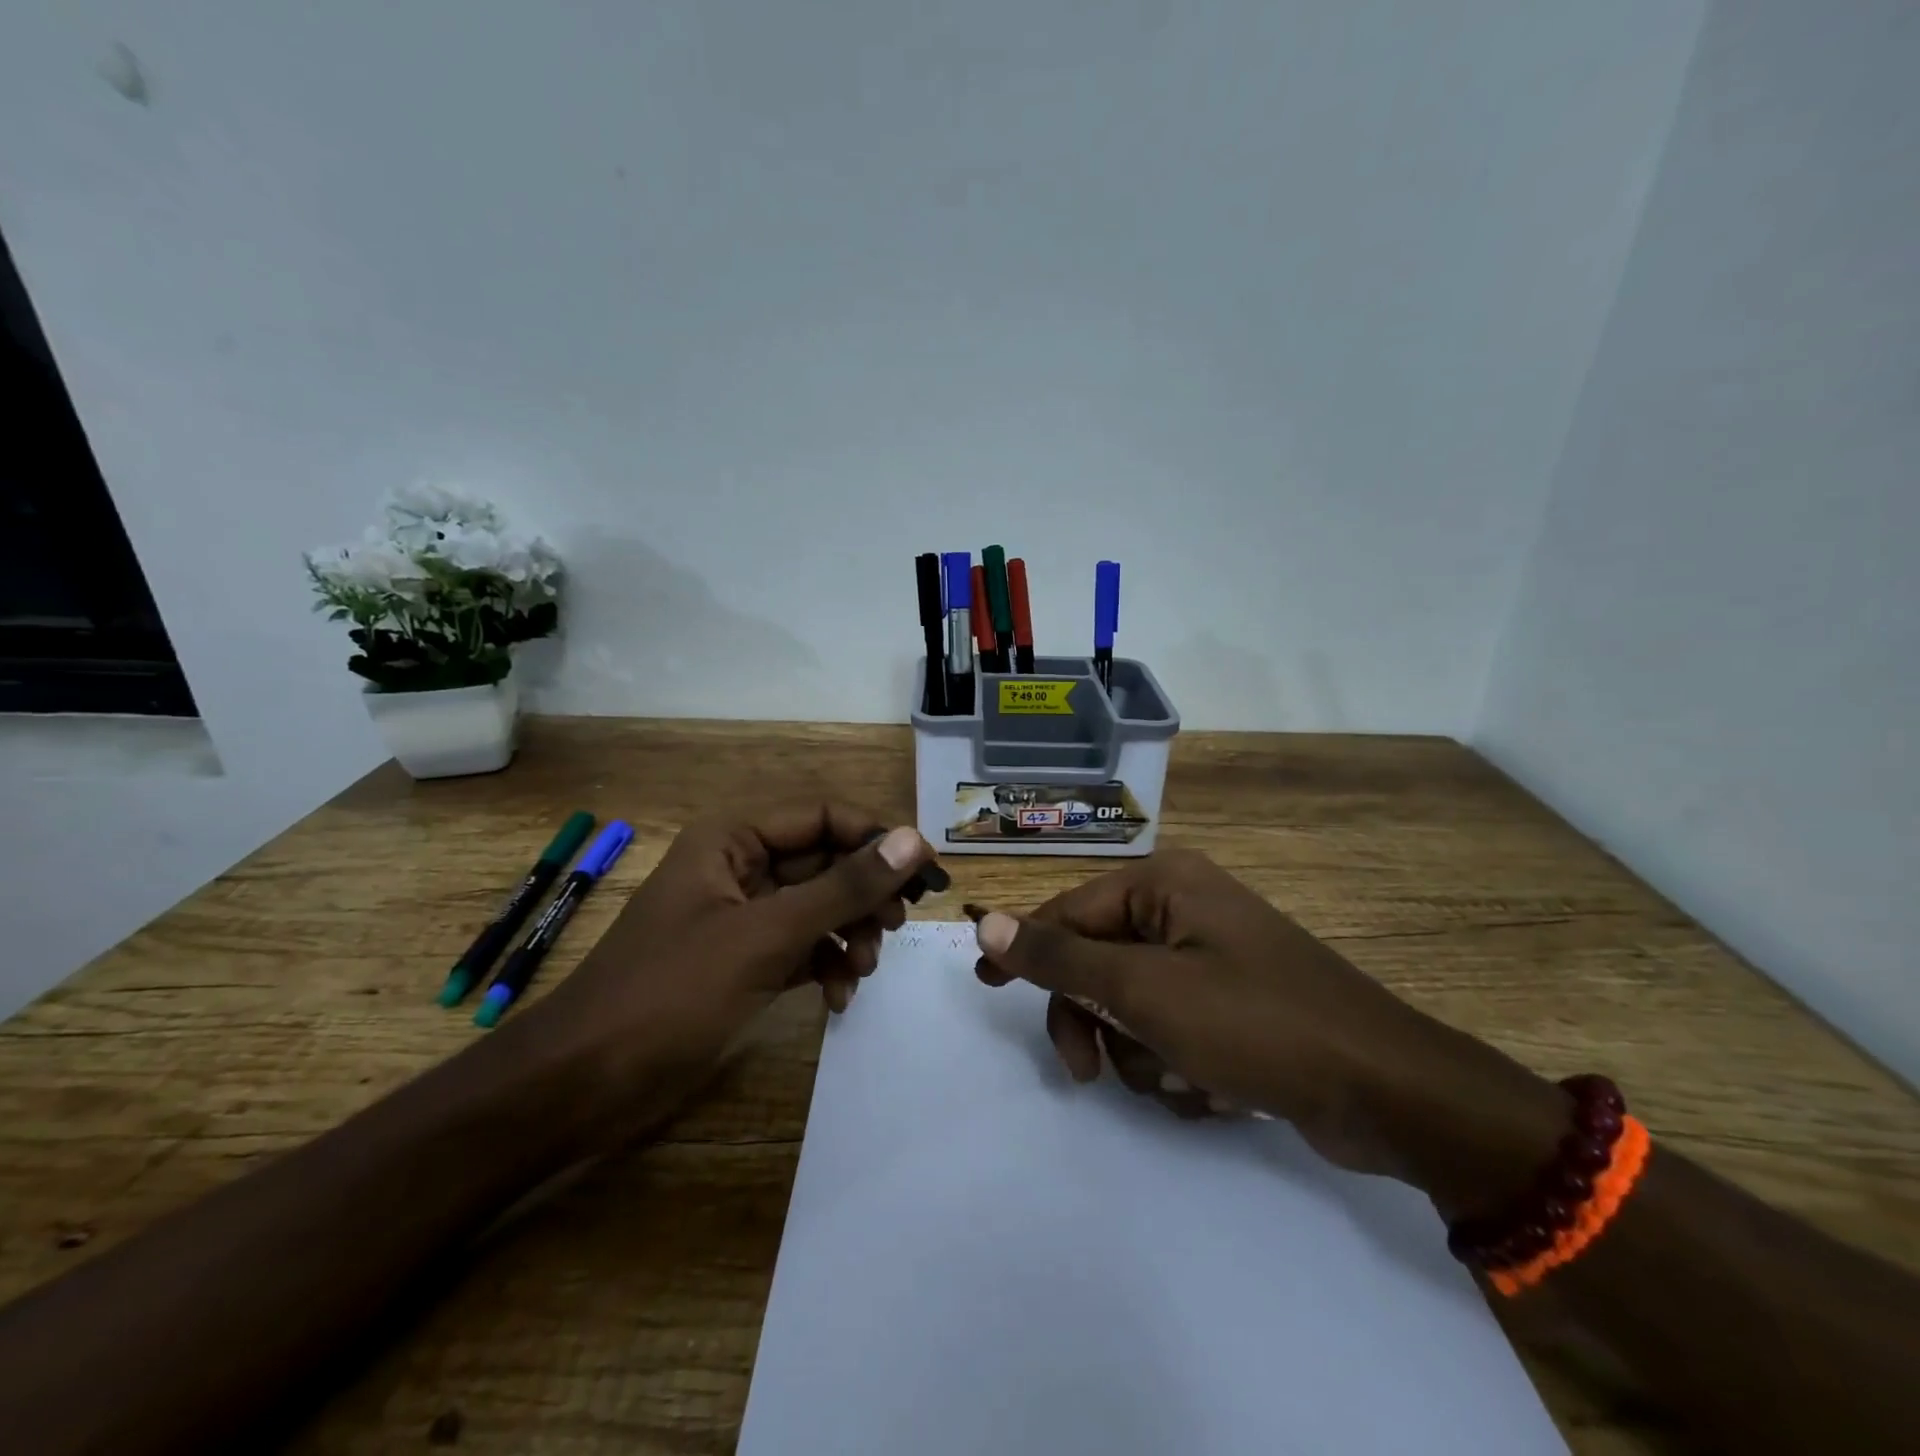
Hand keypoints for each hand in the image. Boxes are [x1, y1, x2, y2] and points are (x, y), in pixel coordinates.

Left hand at [528, 806, 936, 1139]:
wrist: (582, 1084)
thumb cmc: (669, 994)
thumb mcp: (765, 936)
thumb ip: (842, 887)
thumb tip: (911, 841)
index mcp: (733, 838)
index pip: (825, 816)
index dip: (878, 838)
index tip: (927, 874)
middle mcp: (740, 866)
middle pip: (826, 861)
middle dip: (864, 894)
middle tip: (900, 925)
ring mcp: (742, 916)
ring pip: (819, 906)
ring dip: (850, 932)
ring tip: (863, 968)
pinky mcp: (743, 960)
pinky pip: (803, 945)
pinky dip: (826, 964)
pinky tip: (839, 997)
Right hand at [971, 848, 1563, 1206]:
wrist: (1385, 1092)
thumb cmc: (1253, 1024)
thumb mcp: (1143, 990)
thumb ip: (1060, 956)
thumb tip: (986, 921)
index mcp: (1165, 884)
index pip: (1068, 911)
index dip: (1026, 949)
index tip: (985, 986)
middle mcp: (1185, 908)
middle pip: (1097, 962)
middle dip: (1093, 1021)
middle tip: (1087, 1073)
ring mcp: (1212, 958)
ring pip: (1131, 1006)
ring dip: (1140, 1052)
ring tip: (1181, 1079)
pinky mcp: (1233, 1004)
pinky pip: (1171, 1029)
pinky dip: (1176, 1064)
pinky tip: (1212, 1088)